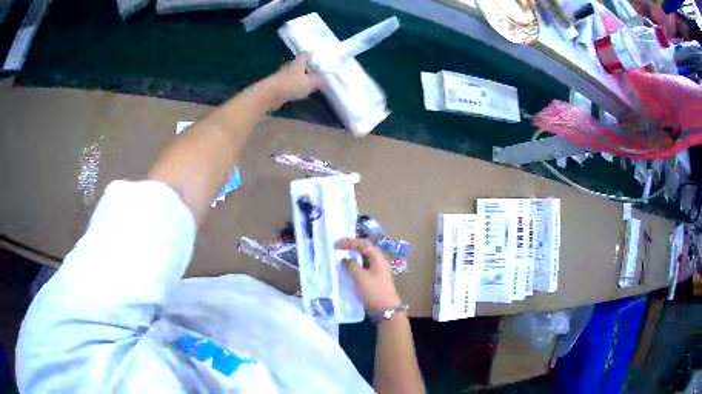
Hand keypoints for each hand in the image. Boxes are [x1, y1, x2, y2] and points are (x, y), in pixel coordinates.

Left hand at [265, 52, 322, 108]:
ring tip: (310, 83)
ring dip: (301, 77)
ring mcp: (282, 76)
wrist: (268, 95)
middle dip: (308, 67)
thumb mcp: (310, 83)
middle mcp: (289, 66)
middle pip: (300, 64)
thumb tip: (326, 79)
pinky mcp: (277, 86)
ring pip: (294, 74)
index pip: (306, 54)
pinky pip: (289, 83)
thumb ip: (319, 81)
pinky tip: (299, 92)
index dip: (313, 55)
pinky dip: (295, 86)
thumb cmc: (290, 85)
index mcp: (298, 62)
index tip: (319, 59)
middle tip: (317, 73)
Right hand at [337, 238, 401, 313]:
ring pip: (363, 260)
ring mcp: (377, 271)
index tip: (336, 245)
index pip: (363, 244)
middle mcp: (378, 262)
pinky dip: (354, 267)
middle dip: (351, 248)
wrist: (386, 310)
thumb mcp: (361, 277)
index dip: (349, 242)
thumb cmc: (374, 291)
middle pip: (364, 250)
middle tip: (337, 248)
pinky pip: (362, 269)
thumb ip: (351, 266)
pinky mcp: (374, 280)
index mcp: (378, 258)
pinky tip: (346, 271)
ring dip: (352, 258)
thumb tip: (344, 259)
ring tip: (339, 258)